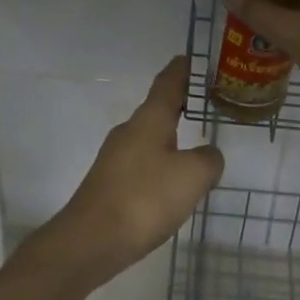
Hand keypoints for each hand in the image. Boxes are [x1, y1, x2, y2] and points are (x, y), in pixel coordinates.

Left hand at [37, 56, 224, 287]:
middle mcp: (129, 131)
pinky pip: (143, 163)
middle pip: (157, 109)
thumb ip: (209, 160)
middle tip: (204, 102)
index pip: (167, 83)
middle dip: (179, 104)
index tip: (190, 58)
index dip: (181, 70)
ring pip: (149, 138)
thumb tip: (208, 155)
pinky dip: (161, 163)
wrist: (91, 241)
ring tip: (194, 143)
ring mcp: (115, 158)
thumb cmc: (145, 198)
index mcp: (149, 120)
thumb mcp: (192, 176)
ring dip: (170, 136)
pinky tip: (172, 183)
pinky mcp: (110, 183)